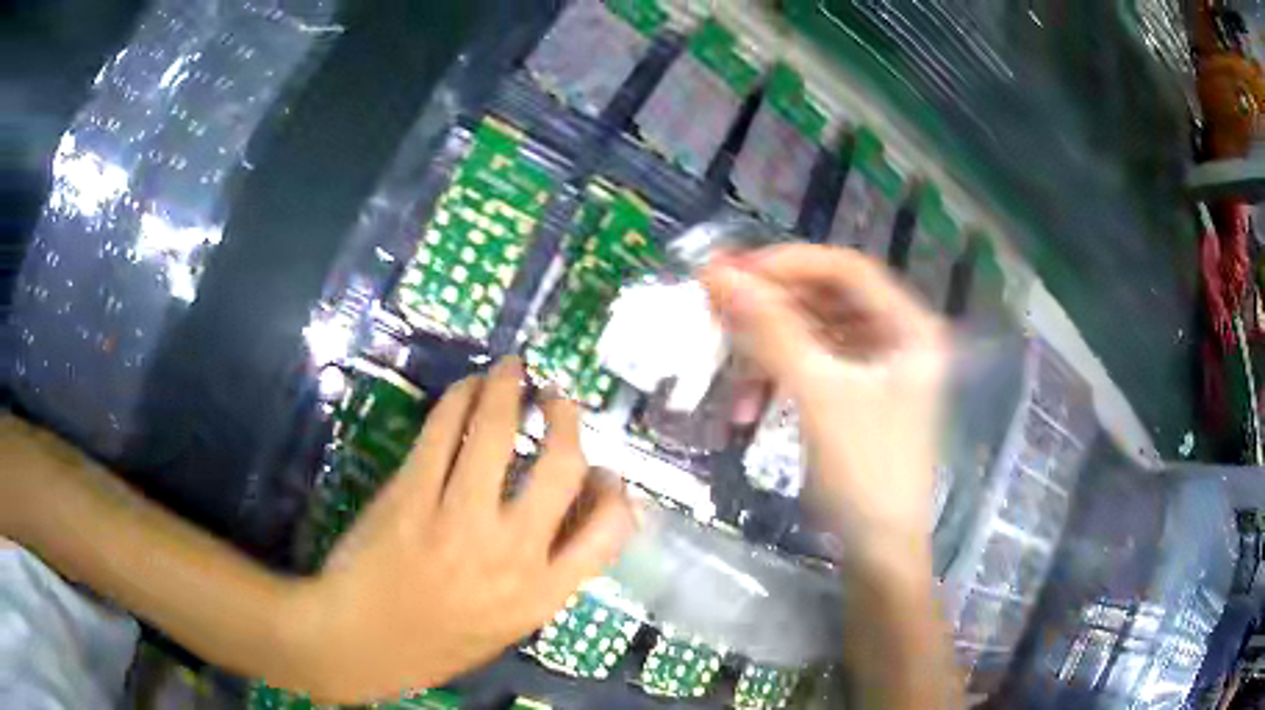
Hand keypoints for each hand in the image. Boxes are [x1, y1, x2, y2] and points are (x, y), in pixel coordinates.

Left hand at [286, 357, 633, 702]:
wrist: (360, 644)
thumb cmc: (435, 644)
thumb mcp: (507, 625)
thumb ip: (541, 576)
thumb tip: (559, 517)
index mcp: (541, 594)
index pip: (609, 529)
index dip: (614, 489)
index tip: (601, 471)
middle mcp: (511, 553)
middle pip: (561, 466)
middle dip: (565, 420)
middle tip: (556, 399)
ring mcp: (458, 519)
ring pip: (497, 432)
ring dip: (507, 389)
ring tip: (510, 371)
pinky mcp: (411, 495)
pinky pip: (443, 432)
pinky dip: (459, 399)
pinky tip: (464, 389)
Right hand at [701, 246, 947, 554]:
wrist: (879, 550)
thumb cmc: (864, 471)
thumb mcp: (817, 395)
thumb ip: (770, 329)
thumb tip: (717, 275)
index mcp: (909, 326)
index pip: (844, 268)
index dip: (786, 263)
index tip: (729, 273)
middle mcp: (897, 336)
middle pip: (826, 298)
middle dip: (768, 307)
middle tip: (714, 308)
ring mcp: (877, 366)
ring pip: (812, 333)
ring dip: (766, 350)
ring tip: (726, 371)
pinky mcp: (856, 393)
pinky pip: (810, 366)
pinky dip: (776, 379)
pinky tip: (747, 409)